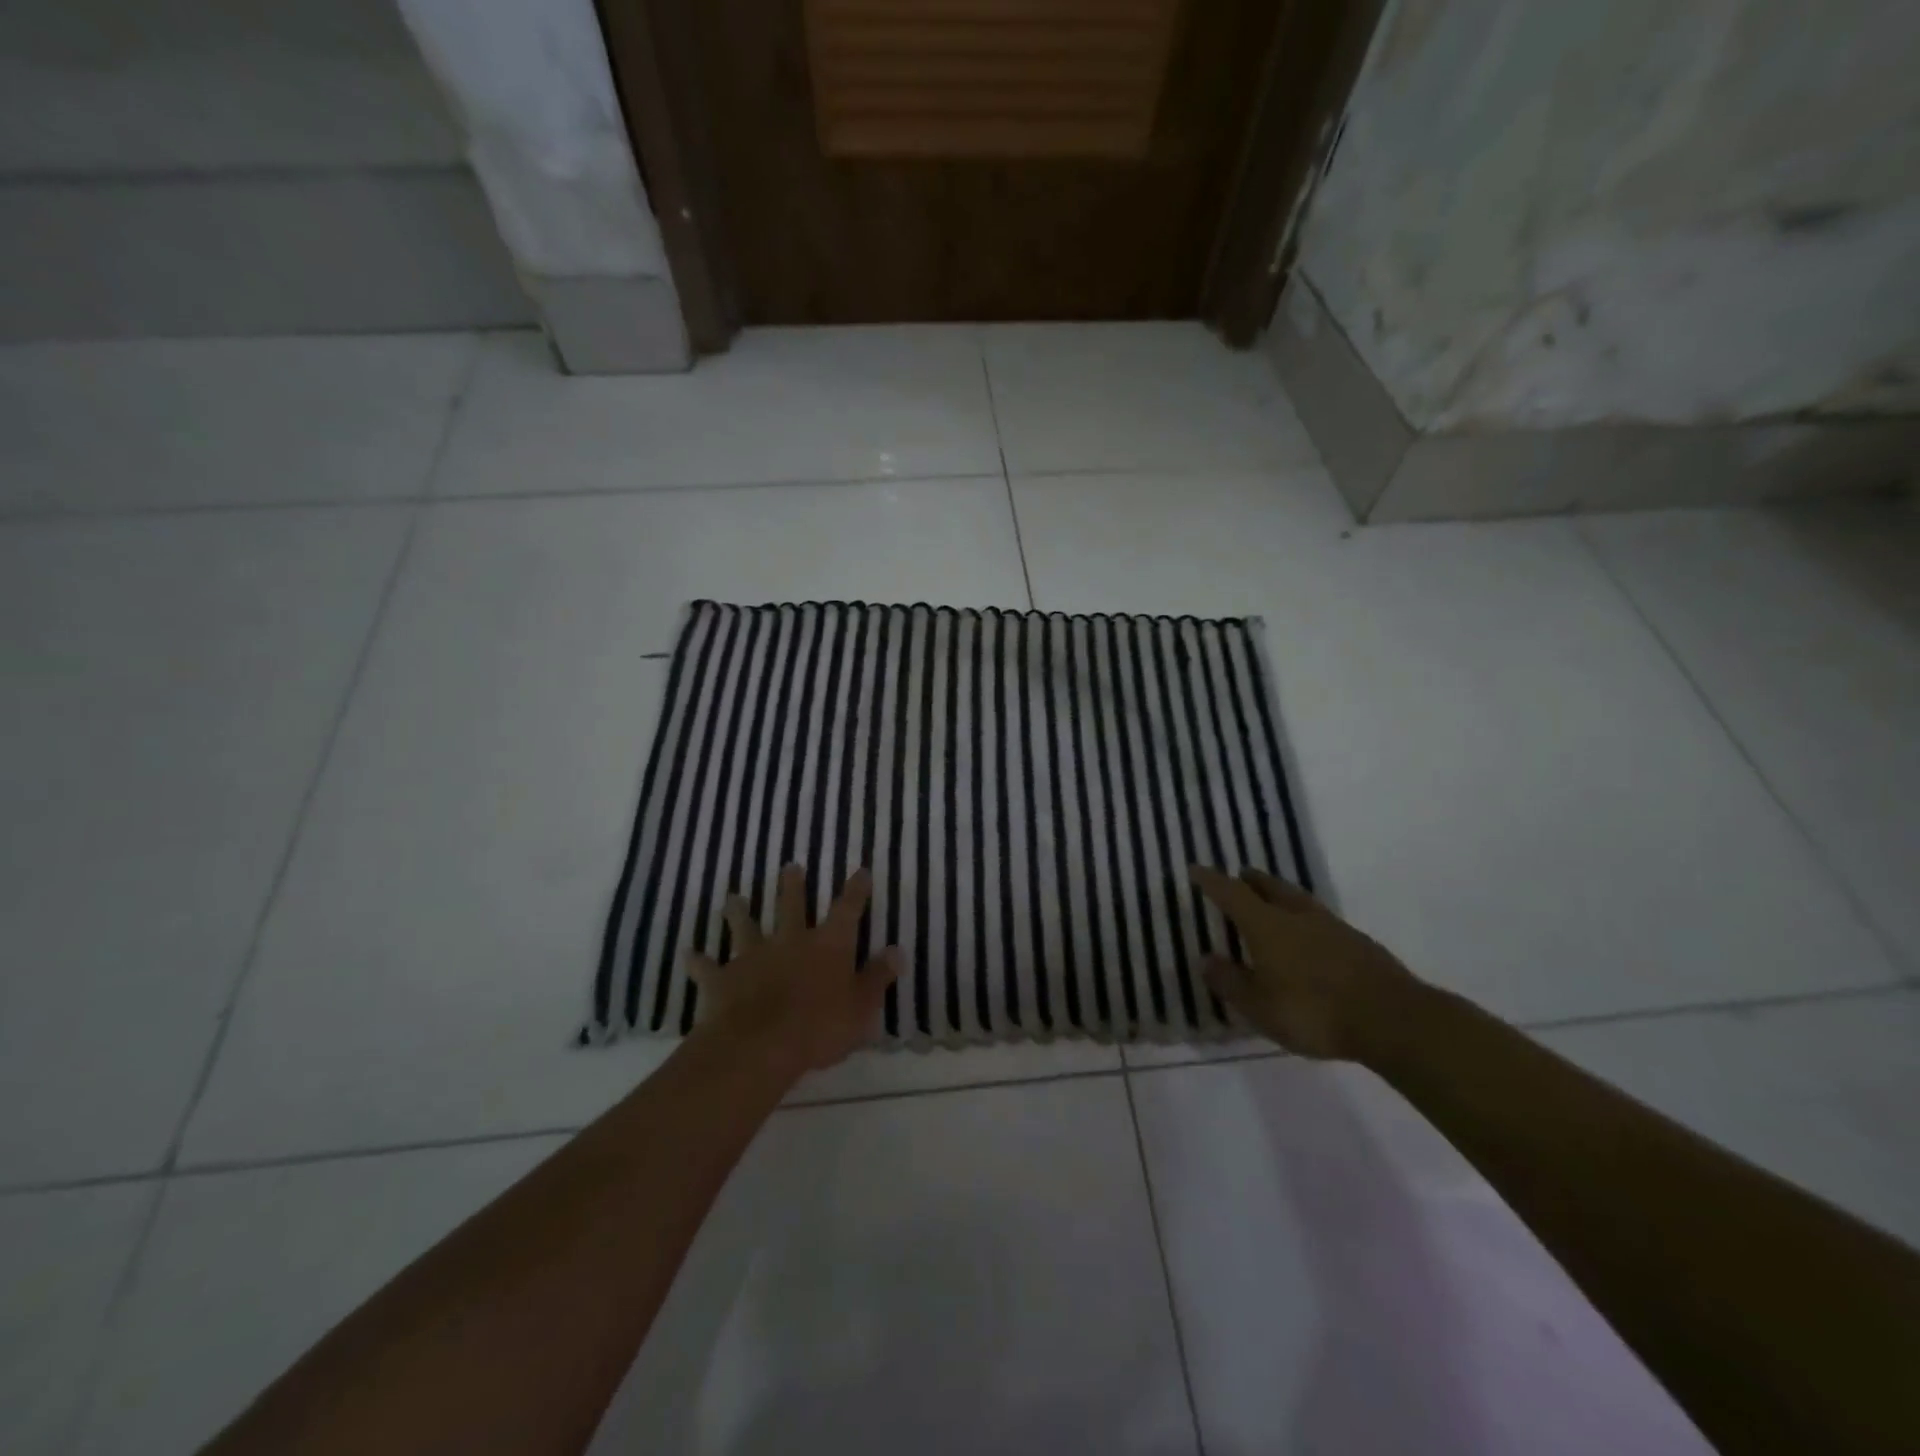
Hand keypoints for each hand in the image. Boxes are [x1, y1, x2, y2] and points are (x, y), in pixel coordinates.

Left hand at [688, 864, 901, 1074]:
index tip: (859, 871)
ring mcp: (753, 957)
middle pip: (791, 907)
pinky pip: (707, 967)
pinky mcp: (722, 979)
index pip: (847, 910)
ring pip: (745, 927)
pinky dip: (698, 960)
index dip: (855, 891)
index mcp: (828, 945)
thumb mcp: (861, 1007)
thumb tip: (898, 950)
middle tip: (790, 867)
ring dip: (740, 912)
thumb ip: (878, 977)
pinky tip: (688, 953)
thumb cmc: (820, 1027)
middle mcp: (790, 941)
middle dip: (792, 886)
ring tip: (733, 898)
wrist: (760, 1046)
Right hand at [1189, 865, 1418, 1060]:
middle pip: (1270, 887)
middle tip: (1240, 875)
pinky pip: (1321, 919)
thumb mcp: (1259, 1006)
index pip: (1232, 894)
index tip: (1197, 869)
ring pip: (1299, 900)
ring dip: (1281, 894)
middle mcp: (1297, 917)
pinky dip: (1305, 917)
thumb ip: (1230, 982)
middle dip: (1252, 880)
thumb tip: (1205, 959)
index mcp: (1266, 925)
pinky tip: (1309, 934)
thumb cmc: (1313, 1011)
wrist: (1391, 1019)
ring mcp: (1332, 927)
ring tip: (1272, 897)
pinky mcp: (1358, 943)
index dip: (1212, 881)